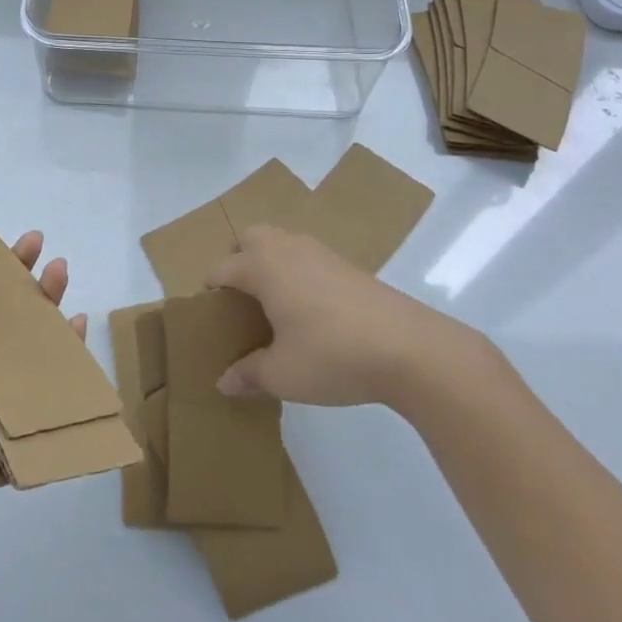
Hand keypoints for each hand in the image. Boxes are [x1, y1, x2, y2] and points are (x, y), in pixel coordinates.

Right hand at [205, 225, 484, 414]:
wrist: (410, 348)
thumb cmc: (332, 355)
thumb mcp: (283, 375)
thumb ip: (249, 375)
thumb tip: (223, 382)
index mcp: (262, 267)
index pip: (221, 269)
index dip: (210, 292)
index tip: (210, 320)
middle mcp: (287, 249)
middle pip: (250, 238)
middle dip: (238, 260)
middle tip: (241, 301)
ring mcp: (321, 253)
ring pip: (282, 242)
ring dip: (270, 263)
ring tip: (274, 306)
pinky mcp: (349, 266)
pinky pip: (308, 257)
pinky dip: (298, 273)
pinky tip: (311, 312)